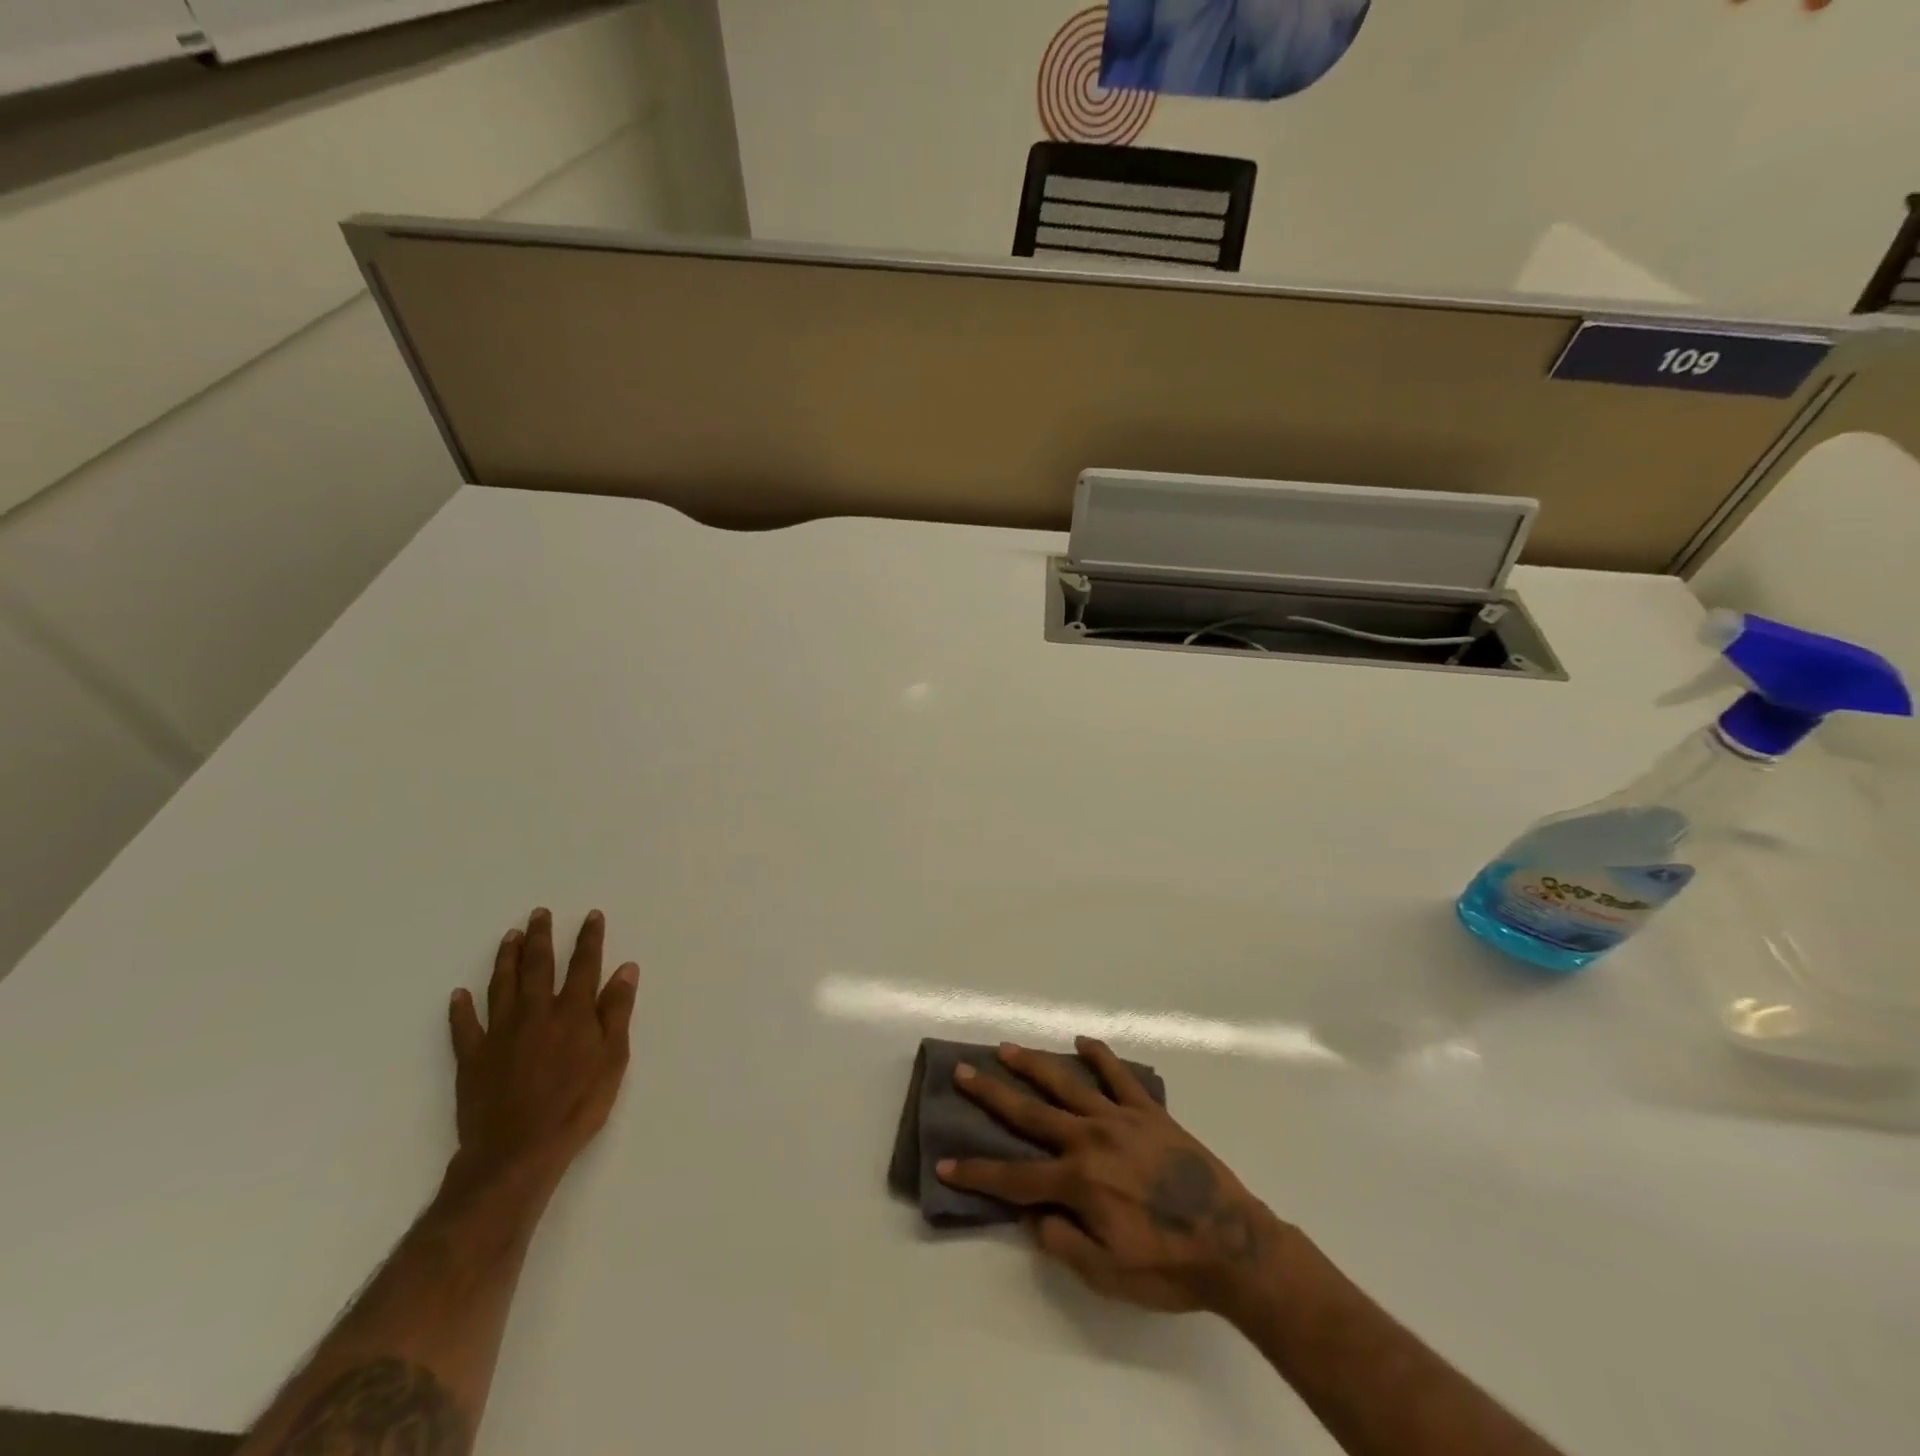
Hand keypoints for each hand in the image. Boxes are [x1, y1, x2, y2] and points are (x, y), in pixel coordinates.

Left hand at [447, 908, 639, 1190]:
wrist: (517, 1152)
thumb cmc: (577, 1105)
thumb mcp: (613, 1059)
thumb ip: (617, 1011)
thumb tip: (626, 969)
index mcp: (573, 1012)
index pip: (583, 965)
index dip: (588, 939)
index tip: (591, 916)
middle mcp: (536, 1013)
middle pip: (538, 966)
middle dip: (541, 937)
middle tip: (539, 913)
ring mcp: (500, 1034)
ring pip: (501, 986)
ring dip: (506, 958)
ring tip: (509, 936)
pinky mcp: (472, 1058)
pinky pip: (464, 1026)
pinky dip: (461, 1009)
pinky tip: (459, 995)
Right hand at [939, 1038, 1285, 1314]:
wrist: (1233, 1244)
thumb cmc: (1168, 1267)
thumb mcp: (1108, 1274)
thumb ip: (1063, 1242)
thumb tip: (1034, 1216)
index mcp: (1078, 1182)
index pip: (1014, 1178)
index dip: (977, 1174)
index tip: (944, 1163)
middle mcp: (1090, 1140)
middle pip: (1030, 1113)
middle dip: (992, 1093)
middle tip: (964, 1070)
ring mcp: (1120, 1119)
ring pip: (1066, 1084)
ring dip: (1034, 1065)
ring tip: (1007, 1048)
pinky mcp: (1149, 1112)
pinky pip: (1119, 1076)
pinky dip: (1100, 1057)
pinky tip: (1083, 1042)